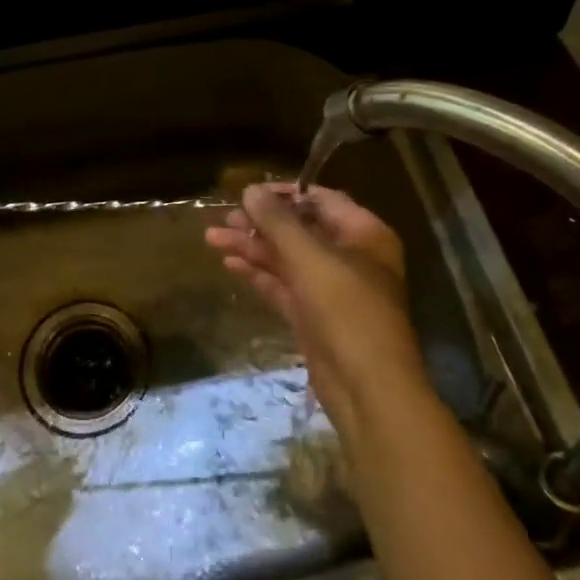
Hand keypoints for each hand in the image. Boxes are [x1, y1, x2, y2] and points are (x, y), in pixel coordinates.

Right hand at [205, 184, 426, 427]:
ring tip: (212, 239)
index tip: (249, 191)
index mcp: (364, 234)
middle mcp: (350, 257)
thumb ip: (277, 222)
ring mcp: (331, 289)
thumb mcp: (310, 258)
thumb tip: (250, 190)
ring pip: (287, 258)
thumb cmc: (347, 311)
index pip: (322, 200)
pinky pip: (283, 285)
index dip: (286, 194)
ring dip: (252, 248)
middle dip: (261, 223)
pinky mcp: (314, 316)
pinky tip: (230, 264)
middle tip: (225, 218)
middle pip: (301, 230)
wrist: (368, 389)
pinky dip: (259, 274)